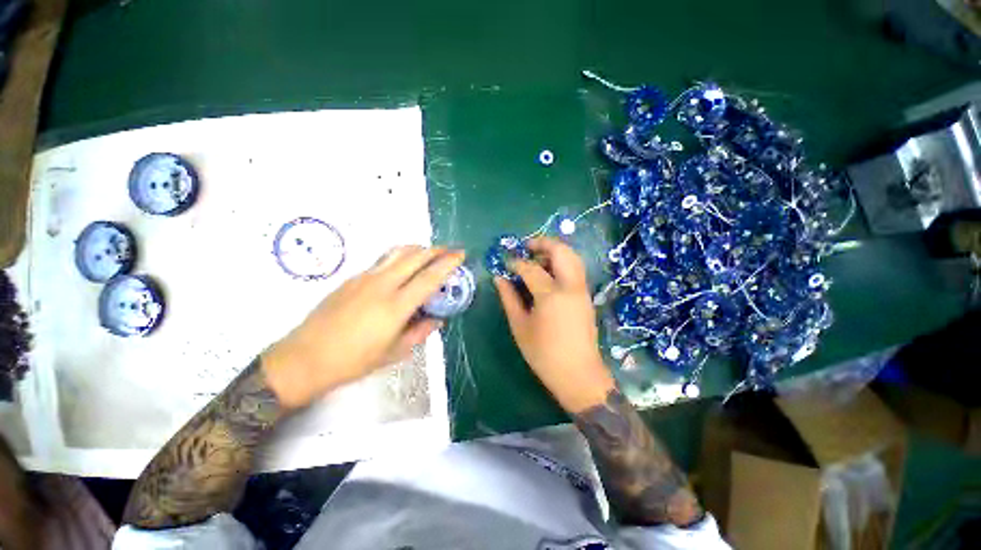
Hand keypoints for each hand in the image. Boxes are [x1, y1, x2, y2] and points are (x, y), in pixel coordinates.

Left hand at [263, 246, 464, 408]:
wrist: (305, 358)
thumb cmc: (353, 361)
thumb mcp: (394, 352)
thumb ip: (420, 332)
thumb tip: (437, 320)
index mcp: (396, 306)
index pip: (429, 277)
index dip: (448, 263)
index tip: (461, 255)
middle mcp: (382, 284)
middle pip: (415, 256)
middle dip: (436, 250)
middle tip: (449, 252)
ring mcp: (365, 277)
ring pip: (398, 252)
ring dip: (418, 249)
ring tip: (429, 255)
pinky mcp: (353, 277)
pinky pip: (384, 259)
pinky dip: (401, 257)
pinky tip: (403, 269)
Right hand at [494, 237, 615, 412]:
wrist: (578, 374)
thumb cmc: (544, 354)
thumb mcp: (520, 326)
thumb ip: (509, 298)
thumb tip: (499, 278)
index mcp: (551, 295)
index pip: (531, 268)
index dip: (516, 262)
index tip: (506, 263)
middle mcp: (570, 286)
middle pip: (560, 251)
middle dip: (542, 243)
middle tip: (526, 247)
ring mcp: (582, 290)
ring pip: (572, 257)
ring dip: (554, 251)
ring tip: (536, 258)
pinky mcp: (586, 296)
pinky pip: (575, 269)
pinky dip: (562, 262)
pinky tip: (548, 273)